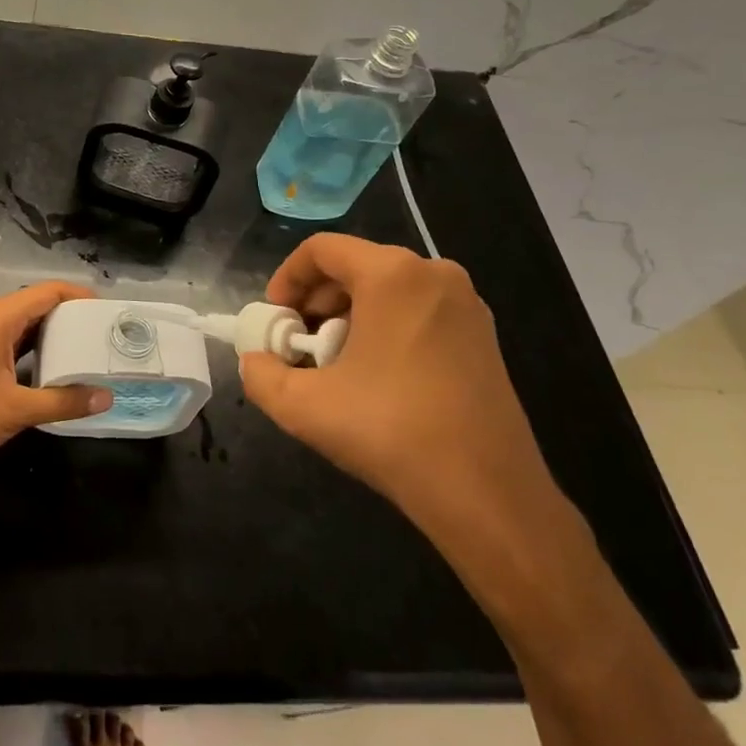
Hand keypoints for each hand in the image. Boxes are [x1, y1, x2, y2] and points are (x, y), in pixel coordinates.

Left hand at [0, 281, 110, 483]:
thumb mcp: (17, 409)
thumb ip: (63, 401)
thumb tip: (106, 397)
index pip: (48, 291)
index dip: (80, 296)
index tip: (109, 312)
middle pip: (40, 304)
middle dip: (73, 315)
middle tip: (107, 332)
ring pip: (29, 325)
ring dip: (58, 334)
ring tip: (93, 349)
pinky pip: (19, 343)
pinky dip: (42, 350)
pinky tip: (63, 369)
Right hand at [237, 235, 562, 554]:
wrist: (489, 496)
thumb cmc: (392, 432)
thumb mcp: (304, 406)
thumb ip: (260, 375)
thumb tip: (256, 362)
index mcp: (393, 274)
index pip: (322, 249)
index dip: (287, 277)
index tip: (275, 318)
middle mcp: (434, 274)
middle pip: (356, 266)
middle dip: (317, 300)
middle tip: (299, 343)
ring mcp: (466, 304)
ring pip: (387, 289)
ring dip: (349, 316)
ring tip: (335, 364)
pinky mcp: (484, 336)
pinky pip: (418, 310)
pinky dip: (385, 328)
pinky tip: (377, 377)